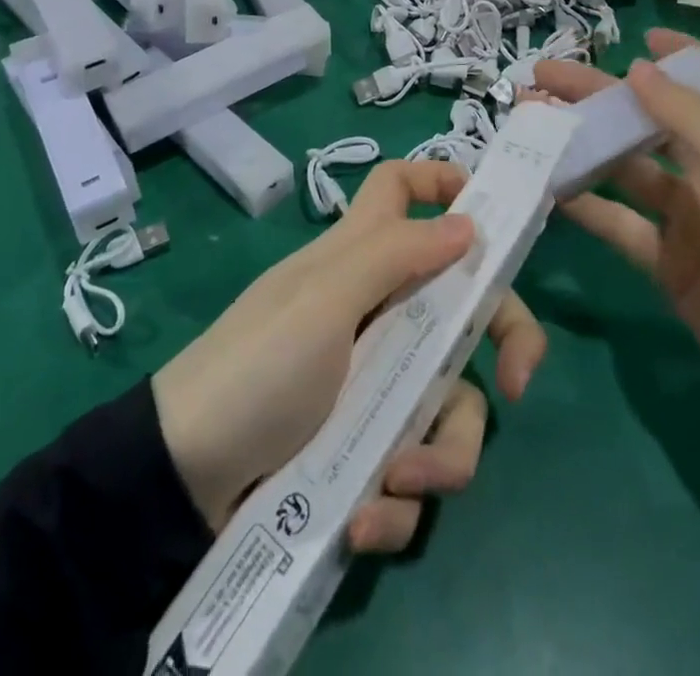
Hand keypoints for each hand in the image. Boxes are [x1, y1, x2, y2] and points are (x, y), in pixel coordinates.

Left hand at [153, 161, 547, 551]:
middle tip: (517, 384)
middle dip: (504, 340)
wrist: (181, 482)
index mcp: (362, 258)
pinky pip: (412, 466)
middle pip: (466, 305)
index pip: (402, 188)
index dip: (442, 181)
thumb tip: (468, 221)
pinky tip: (360, 518)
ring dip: (439, 454)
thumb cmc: (255, 368)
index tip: (492, 220)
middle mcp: (380, 310)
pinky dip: (395, 501)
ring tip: (395, 480)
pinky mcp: (367, 446)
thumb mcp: (323, 302)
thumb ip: (394, 255)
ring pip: (450, 401)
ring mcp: (378, 382)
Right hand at [537, 29, 699, 485]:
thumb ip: (691, 122)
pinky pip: (624, 226)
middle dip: (603, 97)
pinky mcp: (674, 267)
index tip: (637, 37)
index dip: (681, 57)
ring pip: (630, 171)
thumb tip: (638, 68)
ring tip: (532, 124)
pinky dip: (588, 207)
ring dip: (585, 147)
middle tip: (544, 77)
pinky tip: (549, 189)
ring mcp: (698, 223)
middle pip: (656, 121)